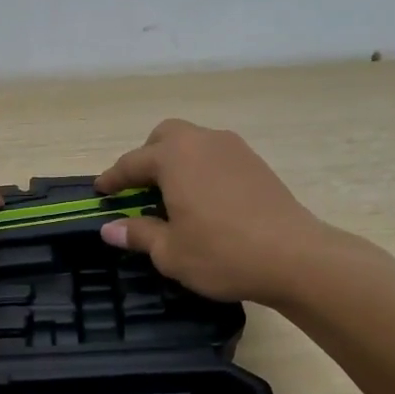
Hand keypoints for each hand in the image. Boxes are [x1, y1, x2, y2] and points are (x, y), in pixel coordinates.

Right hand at [95, 120, 327, 303]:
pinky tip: (204, 199)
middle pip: (164, 137)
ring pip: (194, 142)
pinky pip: (216, 156)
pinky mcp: (257, 163)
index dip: (113, 179)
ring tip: (171, 194)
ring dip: (176, 161)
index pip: (132, 163)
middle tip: (138, 188)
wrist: (294, 256)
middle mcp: (203, 142)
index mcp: (174, 158)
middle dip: (146, 158)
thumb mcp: (170, 252)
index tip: (100, 191)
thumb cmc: (222, 253)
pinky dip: (201, 169)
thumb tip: (110, 228)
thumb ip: (137, 234)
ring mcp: (234, 149)